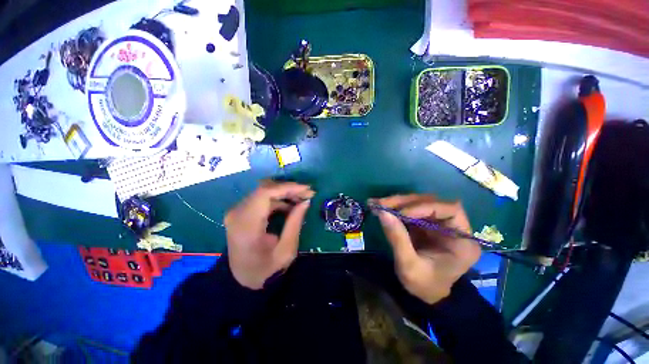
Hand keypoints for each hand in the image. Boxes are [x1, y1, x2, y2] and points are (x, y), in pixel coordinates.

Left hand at [225, 181, 313, 289]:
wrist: (242, 280)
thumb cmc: (265, 270)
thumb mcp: (286, 250)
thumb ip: (295, 223)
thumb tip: (306, 201)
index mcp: (246, 224)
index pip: (265, 193)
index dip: (288, 187)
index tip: (307, 190)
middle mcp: (238, 212)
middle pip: (265, 188)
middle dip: (289, 189)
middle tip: (308, 194)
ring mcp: (237, 211)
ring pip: (264, 191)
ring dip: (285, 193)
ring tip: (302, 199)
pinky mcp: (242, 212)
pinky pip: (262, 198)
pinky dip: (278, 199)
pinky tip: (290, 205)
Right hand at [371, 195, 480, 303]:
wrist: (425, 294)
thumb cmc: (424, 285)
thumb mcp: (409, 266)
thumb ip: (397, 239)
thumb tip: (382, 212)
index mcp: (462, 240)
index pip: (451, 210)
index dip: (425, 207)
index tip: (402, 213)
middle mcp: (453, 226)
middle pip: (431, 202)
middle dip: (404, 202)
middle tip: (381, 203)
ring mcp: (437, 222)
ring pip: (418, 202)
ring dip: (396, 202)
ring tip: (376, 203)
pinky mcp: (424, 222)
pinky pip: (409, 209)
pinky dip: (394, 207)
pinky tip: (380, 206)